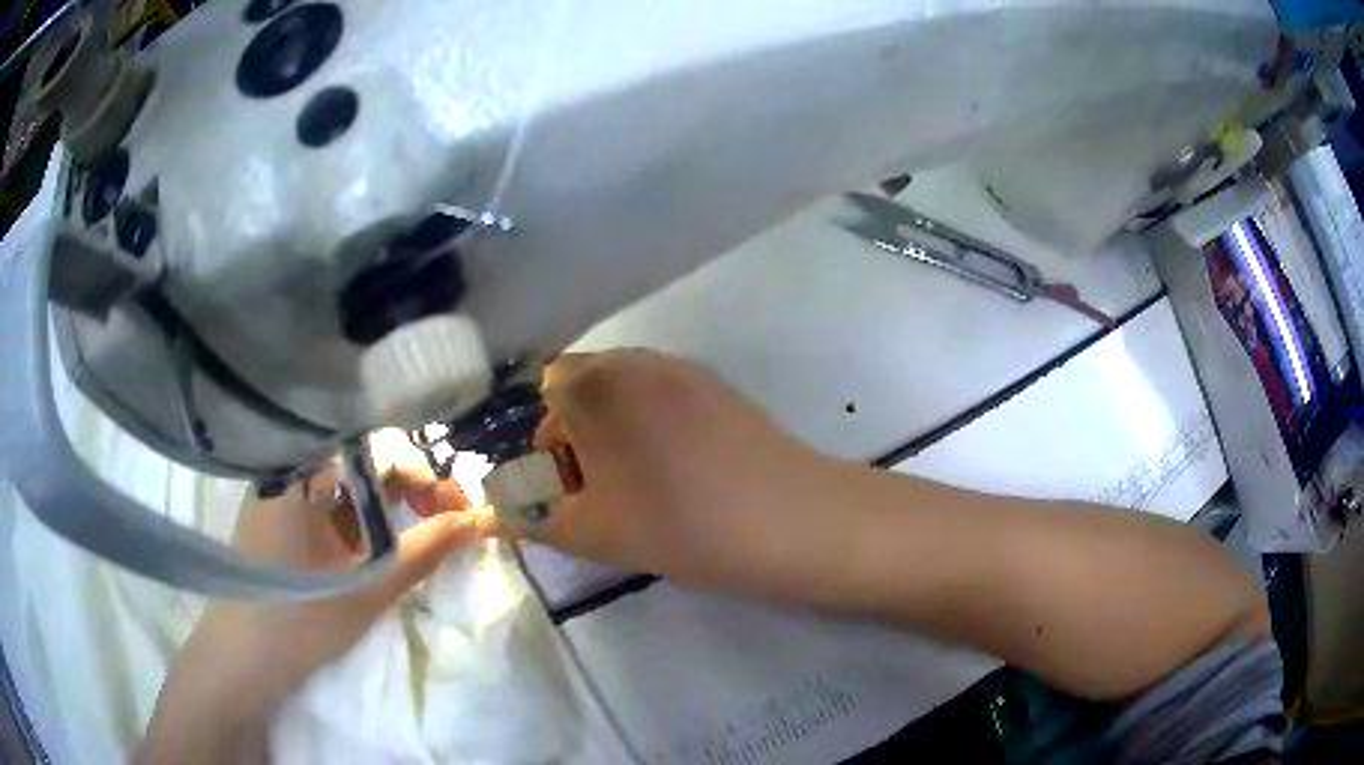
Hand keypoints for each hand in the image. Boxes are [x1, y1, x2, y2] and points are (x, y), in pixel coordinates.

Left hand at [139, 463, 476, 763]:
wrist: (240, 660)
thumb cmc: (296, 621)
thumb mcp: (365, 591)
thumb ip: (422, 552)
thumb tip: (476, 519)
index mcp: (302, 474)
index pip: (376, 451)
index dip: (424, 475)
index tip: (457, 511)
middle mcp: (291, 473)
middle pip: (363, 464)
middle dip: (412, 490)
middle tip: (447, 523)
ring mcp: (284, 499)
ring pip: (348, 488)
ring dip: (389, 509)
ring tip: (421, 538)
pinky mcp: (282, 525)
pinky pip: (330, 510)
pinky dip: (362, 525)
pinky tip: (378, 552)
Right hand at [518, 351, 841, 597]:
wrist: (787, 519)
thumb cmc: (677, 524)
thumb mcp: (591, 533)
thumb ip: (533, 520)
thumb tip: (495, 514)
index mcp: (594, 384)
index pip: (547, 394)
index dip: (551, 443)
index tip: (574, 487)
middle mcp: (635, 360)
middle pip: (586, 386)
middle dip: (582, 433)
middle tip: (606, 488)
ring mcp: (684, 368)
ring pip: (628, 390)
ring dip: (620, 427)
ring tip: (647, 482)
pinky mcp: (721, 386)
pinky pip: (667, 395)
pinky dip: (658, 424)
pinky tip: (685, 470)